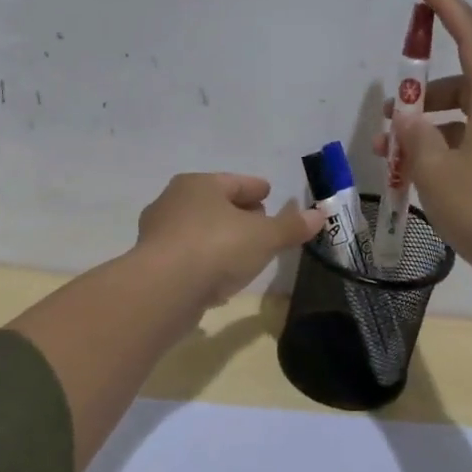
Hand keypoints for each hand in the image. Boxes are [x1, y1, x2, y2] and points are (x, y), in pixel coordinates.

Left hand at [135, 172, 325, 308]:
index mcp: (198, 185)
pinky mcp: (151, 265)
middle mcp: (173, 202)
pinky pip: (186, 256)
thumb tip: (319, 215)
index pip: (234, 182)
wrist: (163, 289)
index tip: (268, 193)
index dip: (255, 188)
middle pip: (213, 203)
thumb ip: (291, 227)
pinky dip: (203, 261)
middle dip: (237, 212)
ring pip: (197, 230)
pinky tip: (217, 277)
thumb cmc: (217, 248)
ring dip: (219, 238)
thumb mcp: (264, 237)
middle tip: (260, 224)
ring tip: (242, 253)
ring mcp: (158, 234)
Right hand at [374, 0, 471, 292]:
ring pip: (465, 119)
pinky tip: (420, 178)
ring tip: (391, 156)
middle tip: (387, 115)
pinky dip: (444, 149)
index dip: (451, 9)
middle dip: (423, 92)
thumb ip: (415, 135)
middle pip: (465, 83)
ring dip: (427, 128)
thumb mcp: (435, 170)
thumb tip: (406, 115)